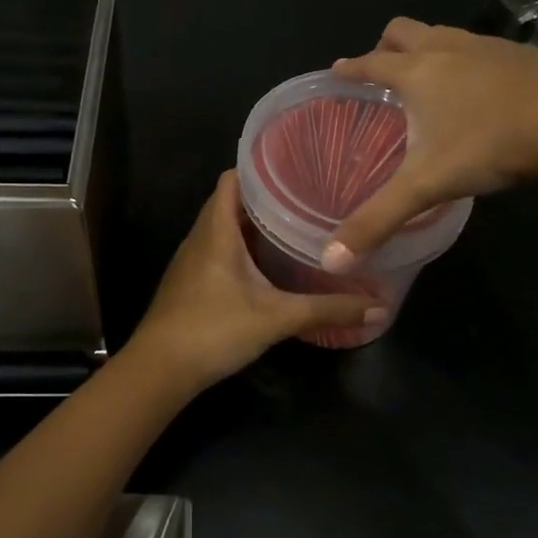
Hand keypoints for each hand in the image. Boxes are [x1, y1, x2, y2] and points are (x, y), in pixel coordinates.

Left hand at [125, 172, 379, 388]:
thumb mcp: (276, 318)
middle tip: (306, 198)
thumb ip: (326, 310)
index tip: (294, 168)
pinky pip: (217, 249)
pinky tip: (266, 265)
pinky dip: (241, 247)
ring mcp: (192, 260)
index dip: (259, 169)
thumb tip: (378, 308)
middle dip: (265, 198)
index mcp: (217, 230)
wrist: (159, 370)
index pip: (232, 179)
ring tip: (293, 225)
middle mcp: (201, 236)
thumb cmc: (214, 330)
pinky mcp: (190, 281)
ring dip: (253, 224)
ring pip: (223, 227)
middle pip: (230, 201)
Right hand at [323, 17, 537, 269]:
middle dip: (386, 45)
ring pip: (443, 33)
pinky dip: (467, 60)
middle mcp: (447, 49)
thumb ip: (379, 220)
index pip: (371, 63)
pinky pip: (480, 47)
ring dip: (427, 47)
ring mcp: (487, 47)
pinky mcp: (522, 54)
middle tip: (382, 71)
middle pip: (404, 30)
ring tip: (428, 78)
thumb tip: (333, 260)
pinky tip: (480, 90)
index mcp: (417, 72)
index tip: (337, 69)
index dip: (350, 68)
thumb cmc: (490, 144)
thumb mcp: (428, 185)